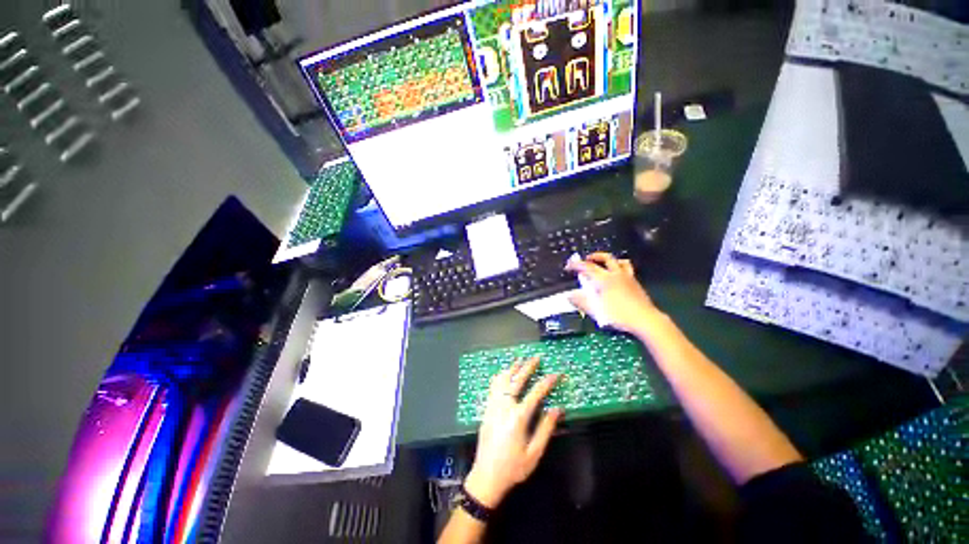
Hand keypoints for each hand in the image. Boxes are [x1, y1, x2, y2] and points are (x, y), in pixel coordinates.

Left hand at [464, 357, 562, 508]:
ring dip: (512, 368)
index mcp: (518, 417)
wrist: (486, 477)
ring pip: (502, 380)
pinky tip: (503, 373)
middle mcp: (504, 406)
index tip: (556, 373)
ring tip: (520, 359)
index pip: (535, 393)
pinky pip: (493, 386)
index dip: (547, 382)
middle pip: (517, 380)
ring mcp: (493, 405)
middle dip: (528, 366)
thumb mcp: (534, 452)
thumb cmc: (514, 467)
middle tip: (536, 357)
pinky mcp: (487, 409)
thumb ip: (546, 428)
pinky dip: (499, 376)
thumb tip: (558, 408)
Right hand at [565, 252, 661, 335]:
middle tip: (586, 259)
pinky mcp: (635, 283)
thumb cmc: (618, 315)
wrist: (645, 319)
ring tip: (603, 263)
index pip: (586, 266)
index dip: (575, 264)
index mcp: (604, 279)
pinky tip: (617, 274)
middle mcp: (616, 274)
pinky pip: (627, 268)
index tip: (568, 266)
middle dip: (593, 256)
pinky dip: (620, 266)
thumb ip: (581, 302)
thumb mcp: (595, 310)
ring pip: (618, 261)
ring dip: (608, 260)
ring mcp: (627, 277)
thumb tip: (569, 296)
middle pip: (605, 258)